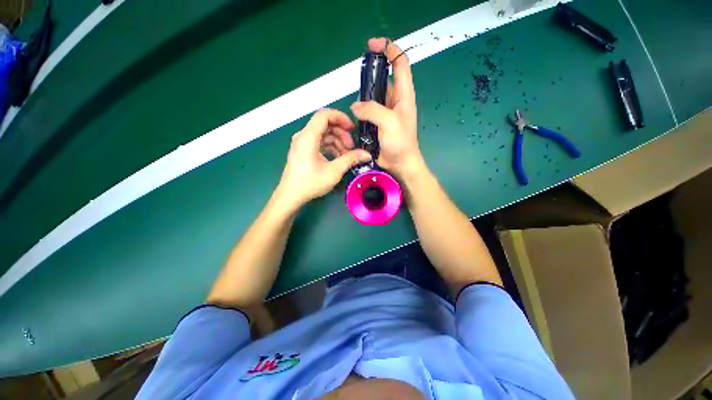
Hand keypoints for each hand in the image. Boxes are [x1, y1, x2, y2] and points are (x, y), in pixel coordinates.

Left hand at [276, 109, 371, 208]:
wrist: (291, 196)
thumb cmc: (310, 183)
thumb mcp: (334, 171)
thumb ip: (351, 159)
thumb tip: (367, 154)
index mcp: (308, 137)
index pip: (324, 115)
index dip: (341, 117)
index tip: (352, 128)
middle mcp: (303, 136)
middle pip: (325, 125)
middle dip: (341, 134)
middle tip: (351, 148)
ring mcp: (302, 143)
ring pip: (323, 134)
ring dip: (337, 142)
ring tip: (346, 156)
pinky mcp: (303, 151)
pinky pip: (319, 142)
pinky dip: (330, 147)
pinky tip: (338, 158)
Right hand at [350, 38, 424, 179]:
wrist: (400, 164)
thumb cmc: (400, 143)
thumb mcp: (389, 122)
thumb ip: (372, 110)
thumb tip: (355, 107)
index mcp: (404, 94)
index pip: (400, 63)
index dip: (389, 49)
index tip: (373, 46)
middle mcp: (395, 100)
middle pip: (383, 79)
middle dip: (370, 76)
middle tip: (358, 83)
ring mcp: (385, 112)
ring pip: (372, 97)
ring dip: (363, 97)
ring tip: (356, 105)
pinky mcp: (377, 123)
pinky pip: (367, 112)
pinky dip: (360, 111)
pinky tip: (354, 116)